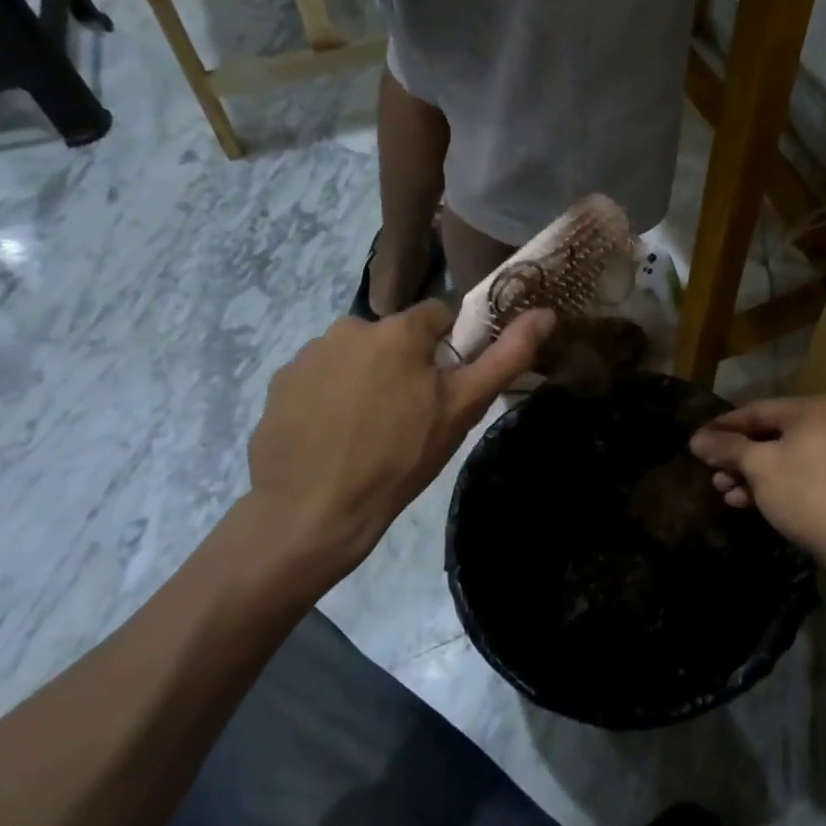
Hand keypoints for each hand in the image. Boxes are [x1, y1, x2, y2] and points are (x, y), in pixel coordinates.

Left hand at [240, 302, 553, 579]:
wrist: (311, 513)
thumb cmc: (399, 459)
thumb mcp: (462, 409)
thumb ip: (507, 356)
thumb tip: (546, 313)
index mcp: (398, 329)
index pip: (438, 316)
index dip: (448, 351)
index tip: (443, 391)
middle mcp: (349, 326)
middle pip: (394, 338)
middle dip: (405, 365)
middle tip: (408, 418)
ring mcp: (308, 355)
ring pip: (356, 357)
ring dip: (366, 379)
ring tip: (367, 432)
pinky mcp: (279, 384)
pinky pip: (320, 379)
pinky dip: (330, 397)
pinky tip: (333, 437)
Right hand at [688, 395, 825, 564]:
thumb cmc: (804, 491)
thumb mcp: (758, 466)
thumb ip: (726, 448)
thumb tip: (696, 439)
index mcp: (812, 409)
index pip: (756, 410)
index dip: (722, 427)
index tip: (697, 441)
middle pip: (769, 434)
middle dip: (736, 455)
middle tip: (710, 470)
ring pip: (782, 457)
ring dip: (749, 472)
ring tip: (722, 489)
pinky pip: (797, 474)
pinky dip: (771, 483)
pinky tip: (743, 501)